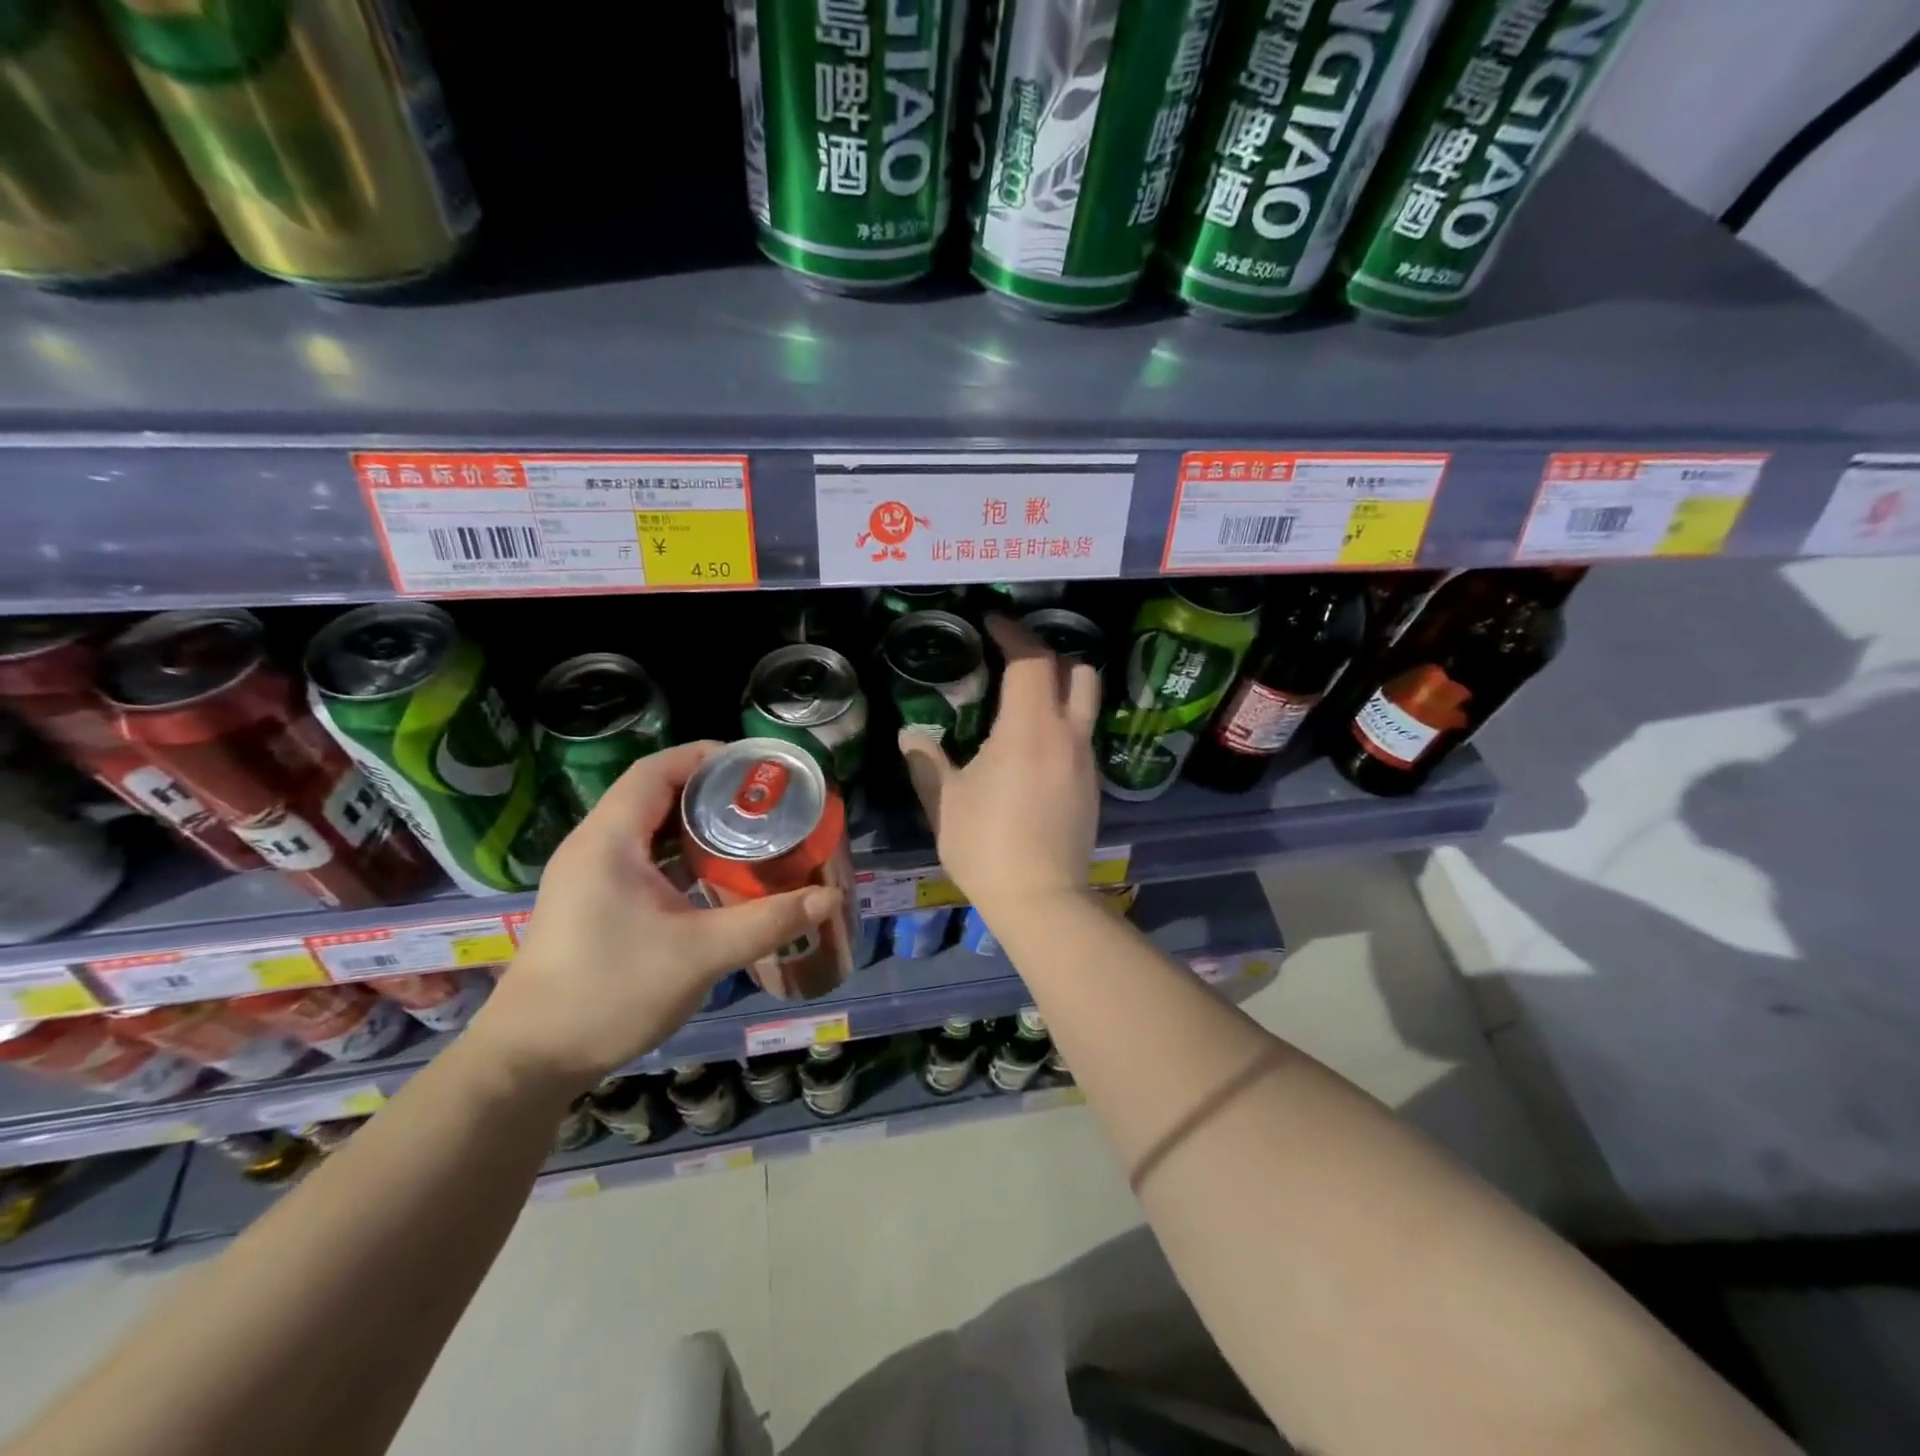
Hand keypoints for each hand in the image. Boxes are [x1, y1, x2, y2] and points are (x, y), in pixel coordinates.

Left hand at [467, 742, 841, 1091]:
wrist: (531, 1060)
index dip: (707, 757)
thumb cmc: (611, 993)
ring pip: (649, 827)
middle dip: (711, 790)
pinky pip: (642, 858)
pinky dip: (680, 854)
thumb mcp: (700, 954)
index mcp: (610, 840)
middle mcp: (594, 846)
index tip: (757, 769)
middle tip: (764, 802)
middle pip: (655, 793)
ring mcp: (589, 876)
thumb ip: (767, 922)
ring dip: (696, 824)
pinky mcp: (593, 902)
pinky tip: (714, 875)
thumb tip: (827, 898)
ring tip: (749, 832)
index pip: (657, 770)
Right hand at [900, 616, 1100, 917]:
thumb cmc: (987, 845)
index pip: (1032, 660)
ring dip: (1060, 690)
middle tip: (1015, 660)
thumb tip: (910, 736)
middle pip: (1078, 671)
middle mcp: (1067, 735)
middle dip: (1050, 654)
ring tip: (1023, 703)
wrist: (1042, 900)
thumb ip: (927, 761)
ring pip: (1086, 704)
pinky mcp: (1093, 787)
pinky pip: (1081, 737)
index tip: (993, 623)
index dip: (1014, 634)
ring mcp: (1086, 761)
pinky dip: (1061, 725)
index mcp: (1030, 728)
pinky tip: (1033, 750)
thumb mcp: (946, 802)